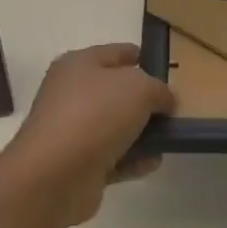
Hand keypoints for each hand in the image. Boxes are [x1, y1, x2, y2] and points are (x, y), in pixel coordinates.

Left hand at [0, 44, 174, 226]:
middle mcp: (71, 93)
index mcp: (79, 64)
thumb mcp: (139, 88)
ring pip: (115, 126)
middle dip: (145, 102)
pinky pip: (111, 157)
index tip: (168, 73)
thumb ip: (159, 90)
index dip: (143, 59)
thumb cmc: (95, 115)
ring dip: (141, 134)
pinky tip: (152, 163)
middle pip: (116, 92)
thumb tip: (165, 101)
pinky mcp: (76, 164)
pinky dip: (131, 160)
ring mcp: (72, 130)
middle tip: (172, 112)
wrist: (55, 175)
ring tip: (167, 140)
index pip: (117, 53)